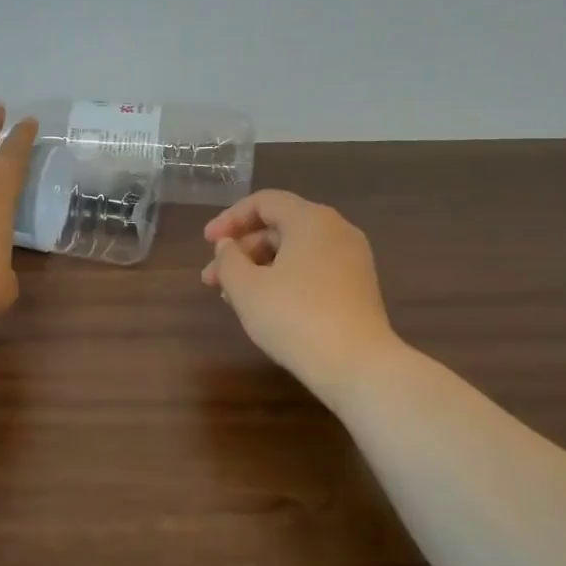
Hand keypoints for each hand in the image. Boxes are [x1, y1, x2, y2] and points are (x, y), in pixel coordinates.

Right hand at [203, 191, 402, 402]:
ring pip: (295, 252)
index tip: (207, 243)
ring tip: (232, 297)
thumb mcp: (246, 288)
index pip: (264, 202)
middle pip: (279, 227)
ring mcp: (352, 260)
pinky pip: (312, 271)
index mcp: (311, 219)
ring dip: (259, 268)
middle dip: (241, 250)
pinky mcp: (357, 288)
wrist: (356, 364)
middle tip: (212, 278)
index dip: (230, 219)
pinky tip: (264, 307)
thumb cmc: (294, 317)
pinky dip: (283, 280)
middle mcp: (336, 231)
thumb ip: (228, 259)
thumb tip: (228, 246)